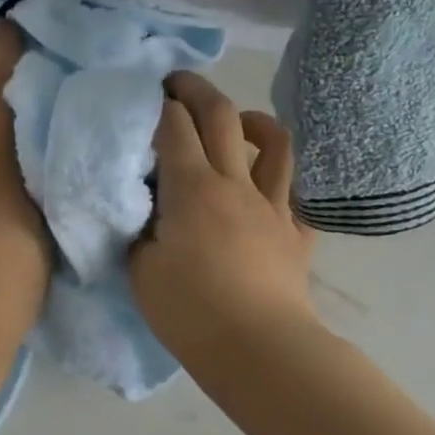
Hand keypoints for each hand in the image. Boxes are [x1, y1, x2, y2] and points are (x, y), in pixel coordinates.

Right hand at [130, 72, 315, 363]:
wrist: (259, 349)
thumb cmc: (190, 311)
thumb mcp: (141, 269)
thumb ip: (139, 229)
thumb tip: (143, 210)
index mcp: (192, 188)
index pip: (173, 127)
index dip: (158, 104)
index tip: (145, 95)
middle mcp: (235, 183)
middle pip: (221, 115)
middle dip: (196, 89)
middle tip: (176, 85)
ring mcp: (272, 205)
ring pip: (273, 141)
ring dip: (250, 119)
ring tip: (233, 122)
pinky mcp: (295, 231)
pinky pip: (294, 191)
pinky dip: (279, 176)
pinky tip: (265, 182)